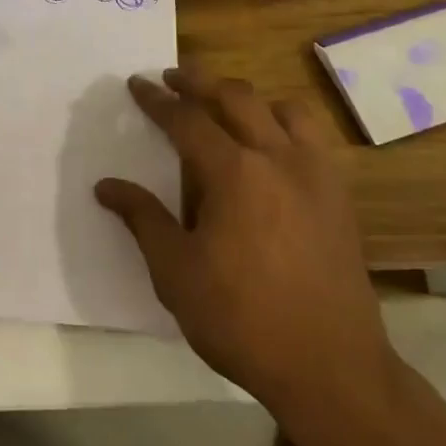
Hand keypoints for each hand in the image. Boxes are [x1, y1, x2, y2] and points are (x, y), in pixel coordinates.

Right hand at [95, 67, 398, 421]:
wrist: (331, 368)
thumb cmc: (242, 320)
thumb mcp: (176, 273)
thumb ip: (142, 219)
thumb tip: (106, 186)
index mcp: (234, 173)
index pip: (187, 120)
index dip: (158, 100)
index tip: (137, 83)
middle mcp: (277, 158)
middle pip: (235, 97)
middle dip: (199, 81)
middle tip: (172, 77)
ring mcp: (316, 173)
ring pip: (281, 108)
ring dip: (247, 97)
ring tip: (224, 103)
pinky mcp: (339, 195)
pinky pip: (312, 136)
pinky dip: (285, 122)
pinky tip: (272, 145)